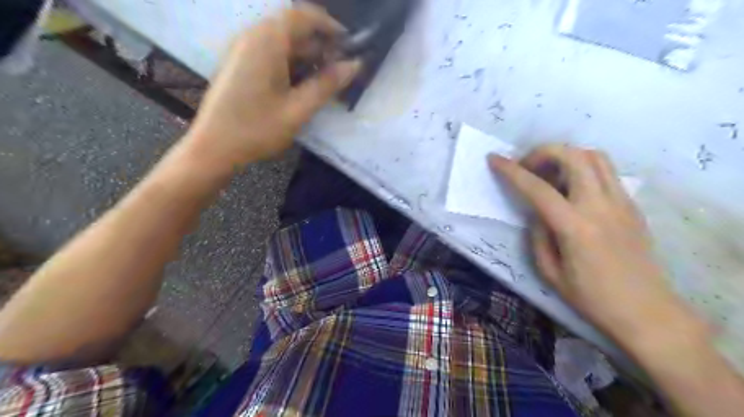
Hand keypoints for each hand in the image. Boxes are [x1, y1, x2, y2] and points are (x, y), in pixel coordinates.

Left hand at [184, 3, 361, 168]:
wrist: (214, 147)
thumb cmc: (257, 129)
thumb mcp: (298, 110)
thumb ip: (327, 84)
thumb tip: (354, 65)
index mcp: (266, 42)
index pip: (303, 15)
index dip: (330, 25)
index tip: (349, 45)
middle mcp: (252, 37)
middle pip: (293, 27)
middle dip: (320, 44)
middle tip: (339, 70)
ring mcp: (243, 49)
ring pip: (282, 41)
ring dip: (306, 55)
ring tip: (324, 80)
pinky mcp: (240, 63)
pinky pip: (271, 52)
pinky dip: (291, 62)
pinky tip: (300, 85)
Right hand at [489, 145, 684, 340]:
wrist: (647, 312)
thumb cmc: (593, 299)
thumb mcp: (550, 272)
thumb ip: (538, 235)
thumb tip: (537, 212)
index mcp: (575, 227)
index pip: (538, 188)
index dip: (511, 171)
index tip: (494, 159)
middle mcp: (600, 206)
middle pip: (573, 156)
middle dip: (543, 152)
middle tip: (528, 167)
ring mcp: (622, 202)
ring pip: (595, 156)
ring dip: (566, 156)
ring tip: (550, 173)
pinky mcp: (632, 205)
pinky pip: (606, 172)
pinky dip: (583, 168)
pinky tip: (572, 188)